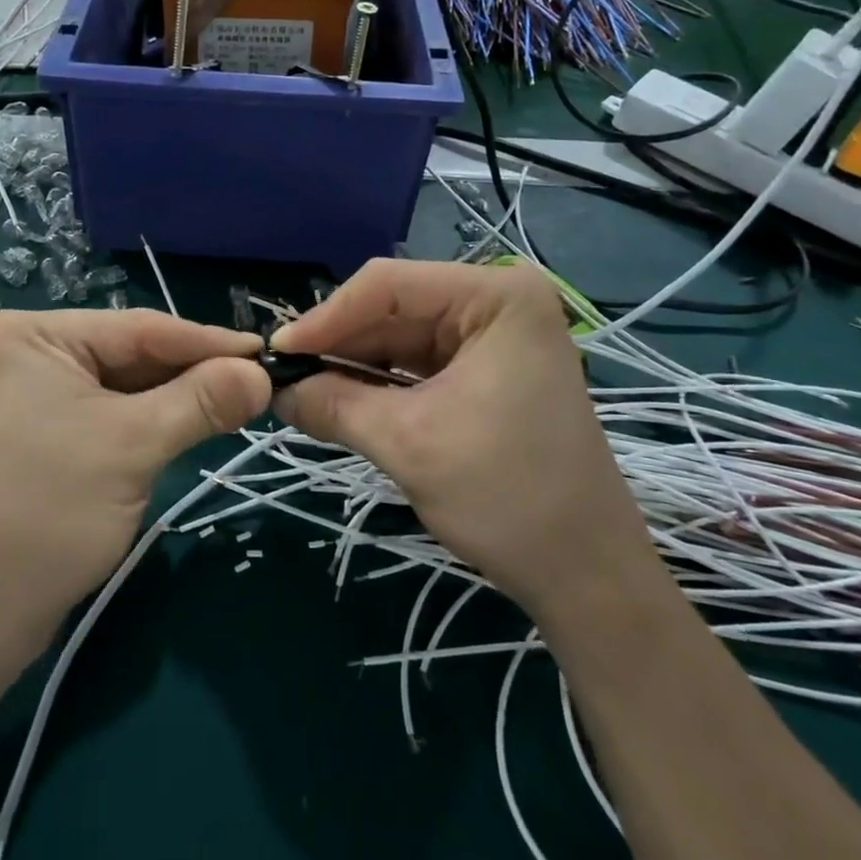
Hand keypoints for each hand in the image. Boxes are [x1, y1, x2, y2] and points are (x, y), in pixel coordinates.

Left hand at [0, 309, 269, 675]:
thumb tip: (262, 374)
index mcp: (30, 335)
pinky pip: (106, 413)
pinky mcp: (37, 433)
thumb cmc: (47, 513)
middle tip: (257, 382)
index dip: (207, 341)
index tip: (266, 353)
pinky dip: (149, 421)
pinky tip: (189, 424)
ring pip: (122, 386)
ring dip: (175, 399)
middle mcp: (24, 352)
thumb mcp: (133, 445)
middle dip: (192, 372)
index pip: (138, 328)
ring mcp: (27, 395)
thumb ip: (202, 400)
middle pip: (130, 353)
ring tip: (236, 402)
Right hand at [271, 259, 656, 618]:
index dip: (326, 317)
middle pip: (393, 308)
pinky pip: (418, 365)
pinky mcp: (487, 372)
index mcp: (496, 297)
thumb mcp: (407, 443)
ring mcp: (495, 337)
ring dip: (352, 366)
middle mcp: (497, 302)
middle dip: (338, 345)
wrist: (586, 575)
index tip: (277, 355)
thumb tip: (274, 391)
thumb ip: (332, 405)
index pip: (388, 285)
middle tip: (283, 378)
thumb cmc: (506, 497)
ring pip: (400, 338)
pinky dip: (378, 384)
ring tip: (302, 393)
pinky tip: (340, 401)